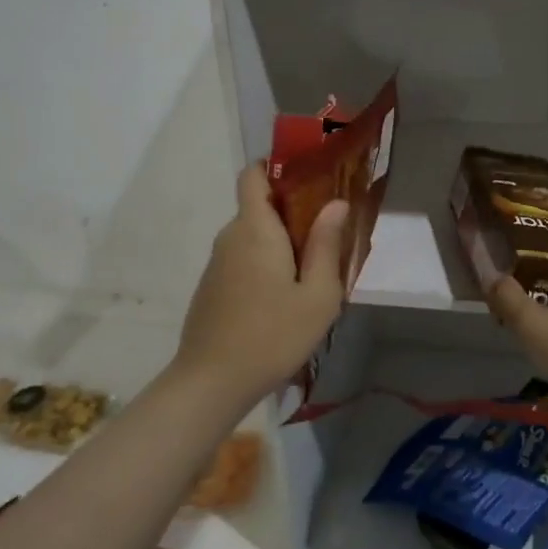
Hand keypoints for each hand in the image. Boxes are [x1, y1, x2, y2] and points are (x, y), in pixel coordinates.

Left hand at [174, 163, 348, 399]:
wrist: (211, 383)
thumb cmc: (273, 335)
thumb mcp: (318, 296)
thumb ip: (326, 245)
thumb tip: (336, 203)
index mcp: (256, 229)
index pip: (253, 175)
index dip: (275, 165)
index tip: (307, 177)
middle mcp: (231, 237)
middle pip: (258, 207)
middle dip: (291, 212)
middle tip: (327, 235)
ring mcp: (217, 263)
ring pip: (252, 237)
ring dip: (279, 243)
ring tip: (311, 272)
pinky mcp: (212, 288)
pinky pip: (242, 260)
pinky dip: (264, 264)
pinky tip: (283, 298)